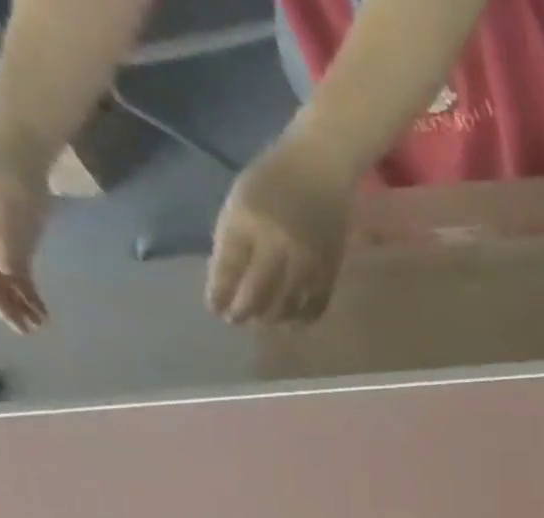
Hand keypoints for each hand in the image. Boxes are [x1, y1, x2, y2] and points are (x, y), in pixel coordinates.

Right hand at [0, 146, 51, 332]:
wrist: (20, 155)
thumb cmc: (9, 183)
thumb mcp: (7, 217)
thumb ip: (7, 249)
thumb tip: (8, 278)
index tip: (13, 322)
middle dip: (4, 305)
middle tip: (29, 331)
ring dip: (18, 301)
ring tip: (40, 324)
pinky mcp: (7, 238)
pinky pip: (13, 270)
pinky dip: (26, 290)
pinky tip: (41, 307)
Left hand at [206, 127, 350, 325]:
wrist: (321, 169)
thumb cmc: (272, 180)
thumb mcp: (241, 200)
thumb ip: (233, 239)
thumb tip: (229, 284)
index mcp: (248, 220)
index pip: (228, 267)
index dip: (219, 293)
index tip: (214, 308)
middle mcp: (278, 244)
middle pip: (258, 293)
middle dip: (243, 311)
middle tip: (236, 321)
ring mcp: (307, 261)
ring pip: (286, 305)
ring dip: (271, 319)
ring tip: (262, 322)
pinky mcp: (329, 272)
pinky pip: (314, 307)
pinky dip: (301, 319)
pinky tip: (291, 323)